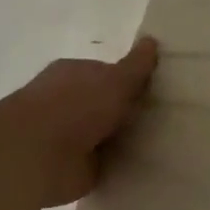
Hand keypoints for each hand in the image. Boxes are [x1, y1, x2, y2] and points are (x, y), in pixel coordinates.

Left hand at [0, 37, 158, 206]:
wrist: (37, 155)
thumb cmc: (75, 106)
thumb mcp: (114, 80)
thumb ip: (135, 66)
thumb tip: (151, 41)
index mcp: (74, 74)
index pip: (107, 73)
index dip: (132, 81)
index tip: (161, 90)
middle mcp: (70, 102)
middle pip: (109, 105)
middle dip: (132, 112)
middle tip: (172, 117)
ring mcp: (72, 137)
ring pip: (109, 135)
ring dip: (129, 140)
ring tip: (166, 142)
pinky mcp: (77, 167)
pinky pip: (108, 164)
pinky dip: (122, 166)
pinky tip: (149, 166)